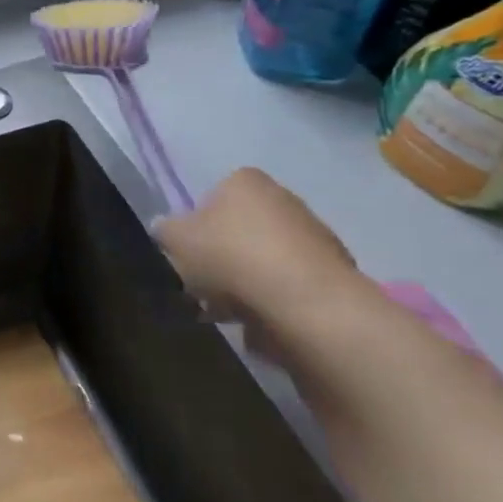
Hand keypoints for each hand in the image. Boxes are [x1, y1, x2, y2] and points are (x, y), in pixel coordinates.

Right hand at [152, 168, 364, 328]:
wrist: (307, 304)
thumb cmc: (232, 257)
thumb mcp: (175, 239)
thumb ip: (165, 229)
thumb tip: (165, 229)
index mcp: (245, 181)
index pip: (213, 196)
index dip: (197, 225)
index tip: (190, 253)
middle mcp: (284, 198)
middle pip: (241, 228)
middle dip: (224, 255)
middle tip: (205, 285)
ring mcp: (317, 235)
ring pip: (266, 257)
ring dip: (249, 280)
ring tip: (230, 311)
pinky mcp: (337, 272)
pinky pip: (292, 284)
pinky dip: (277, 299)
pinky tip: (262, 321)